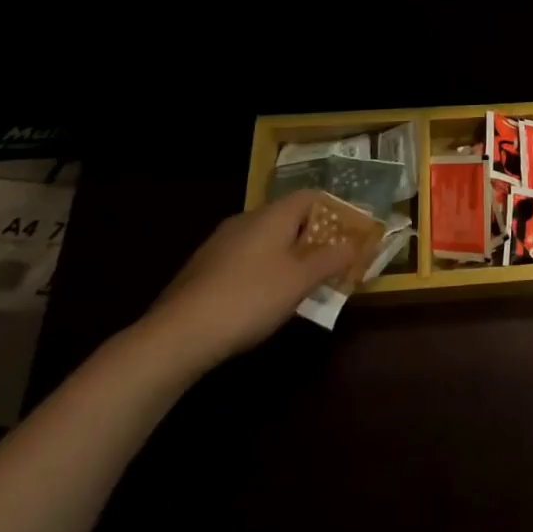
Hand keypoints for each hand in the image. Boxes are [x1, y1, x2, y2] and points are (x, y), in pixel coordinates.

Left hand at [136, 191, 361, 375]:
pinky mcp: (204, 268)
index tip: (351, 235)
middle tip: (332, 263)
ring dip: (288, 256)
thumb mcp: (301, 280)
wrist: (178, 335)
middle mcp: (246, 219)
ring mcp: (220, 243)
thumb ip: (331, 258)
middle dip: (313, 238)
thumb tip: (354, 243)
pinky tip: (265, 299)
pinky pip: (246, 259)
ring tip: (303, 285)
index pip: (311, 196)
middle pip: (289, 218)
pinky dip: (264, 271)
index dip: (335, 211)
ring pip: (266, 240)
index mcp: (272, 215)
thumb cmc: (250, 298)